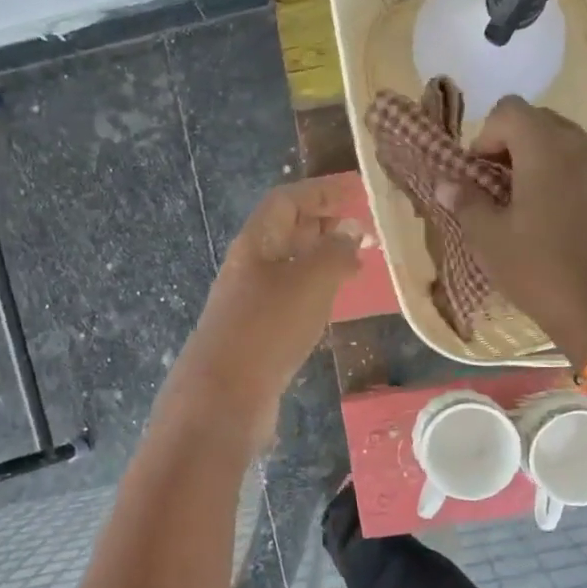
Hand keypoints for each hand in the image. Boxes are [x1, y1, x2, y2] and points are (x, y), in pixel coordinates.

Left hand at [157, 175, 365, 452]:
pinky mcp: (257, 334)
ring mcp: (250, 302)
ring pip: (290, 267)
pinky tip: (332, 304)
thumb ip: (335, 252)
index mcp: (256, 242)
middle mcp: (249, 266)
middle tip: (362, 229)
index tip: (356, 190)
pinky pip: (290, 299)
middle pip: (285, 232)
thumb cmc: (268, 327)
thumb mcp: (310, 281)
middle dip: (323, 224)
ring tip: (357, 264)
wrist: (224, 396)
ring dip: (321, 260)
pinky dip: (315, 292)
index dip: (320, 190)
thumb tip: (350, 232)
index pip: (287, 200)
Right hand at [438, 97, 586, 366]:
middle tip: (497, 188)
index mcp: (546, 149)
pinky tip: (560, 225)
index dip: (486, 135)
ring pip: (569, 146)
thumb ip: (465, 201)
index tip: (478, 174)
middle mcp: (583, 147)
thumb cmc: (537, 270)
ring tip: (527, 206)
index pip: (510, 110)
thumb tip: (446, 182)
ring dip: (541, 163)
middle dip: (512, 146)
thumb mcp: (488, 239)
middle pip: (541, 122)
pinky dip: (568, 182)